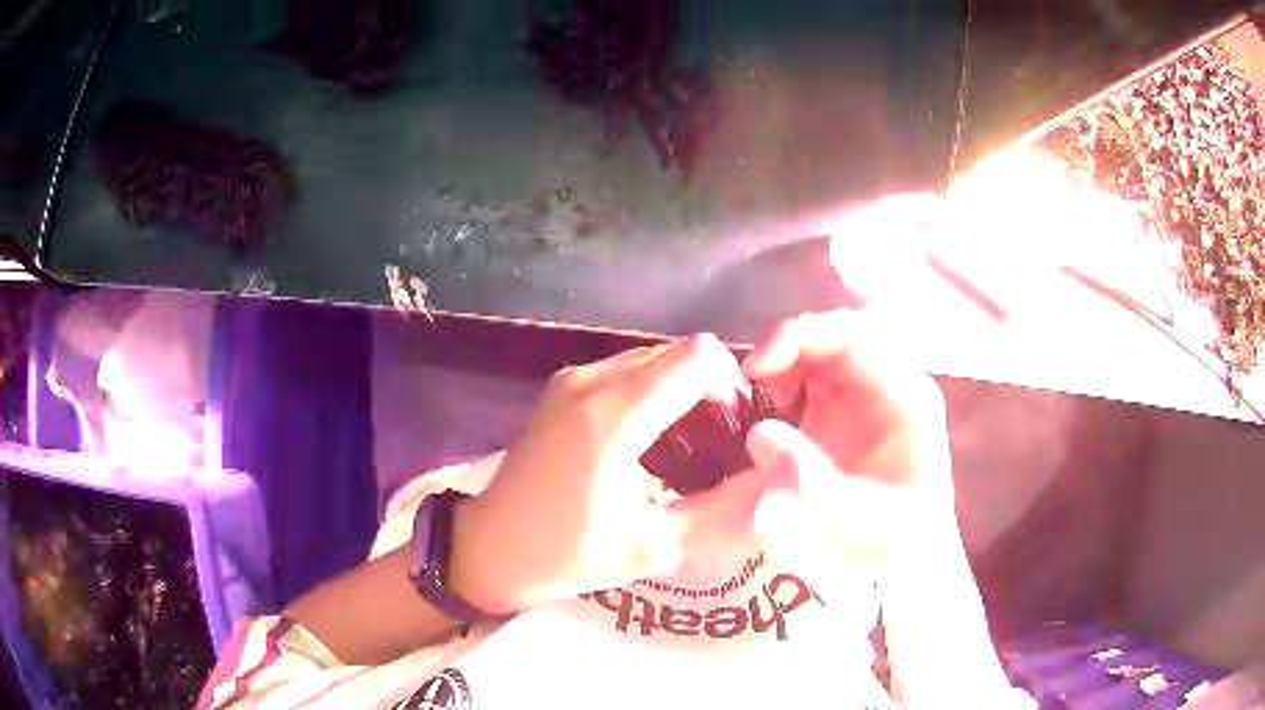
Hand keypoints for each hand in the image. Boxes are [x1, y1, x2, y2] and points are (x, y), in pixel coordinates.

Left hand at [452, 335, 772, 614]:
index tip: (737, 432)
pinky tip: (650, 442)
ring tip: (687, 448)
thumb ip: (721, 513)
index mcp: (614, 415)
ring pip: (652, 360)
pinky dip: (652, 394)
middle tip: (718, 447)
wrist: (487, 548)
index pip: (699, 356)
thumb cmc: (565, 554)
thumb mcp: (651, 547)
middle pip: (678, 353)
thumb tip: (776, 483)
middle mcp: (592, 380)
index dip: (732, 385)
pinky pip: (626, 372)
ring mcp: (572, 379)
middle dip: (710, 389)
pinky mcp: (562, 388)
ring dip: (680, 391)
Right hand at [741, 310, 958, 549]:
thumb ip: (813, 484)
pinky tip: (764, 413)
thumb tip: (759, 434)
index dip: (801, 336)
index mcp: (906, 396)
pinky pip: (807, 379)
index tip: (757, 367)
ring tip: (753, 400)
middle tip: (747, 383)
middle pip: (832, 336)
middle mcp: (887, 384)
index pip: (854, 336)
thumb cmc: (897, 544)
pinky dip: (778, 386)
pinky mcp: (842, 414)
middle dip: (785, 348)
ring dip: (780, 366)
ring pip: (816, 353)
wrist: (908, 563)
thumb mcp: (861, 522)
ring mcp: (864, 396)